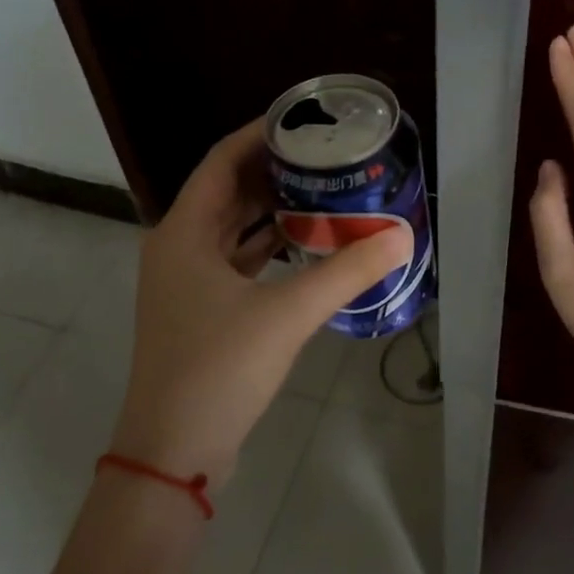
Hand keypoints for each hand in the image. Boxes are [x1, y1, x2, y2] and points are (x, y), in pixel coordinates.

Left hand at [112, 121, 409, 488]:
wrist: (174, 451)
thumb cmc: (219, 369)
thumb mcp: (287, 314)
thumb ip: (346, 272)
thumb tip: (400, 238)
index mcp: (183, 233)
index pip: (221, 161)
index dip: (259, 135)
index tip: (302, 122)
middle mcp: (178, 248)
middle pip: (226, 191)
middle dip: (273, 170)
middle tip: (324, 156)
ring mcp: (186, 282)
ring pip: (231, 229)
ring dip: (271, 209)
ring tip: (323, 192)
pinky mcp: (200, 310)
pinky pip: (236, 261)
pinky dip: (268, 247)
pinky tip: (306, 245)